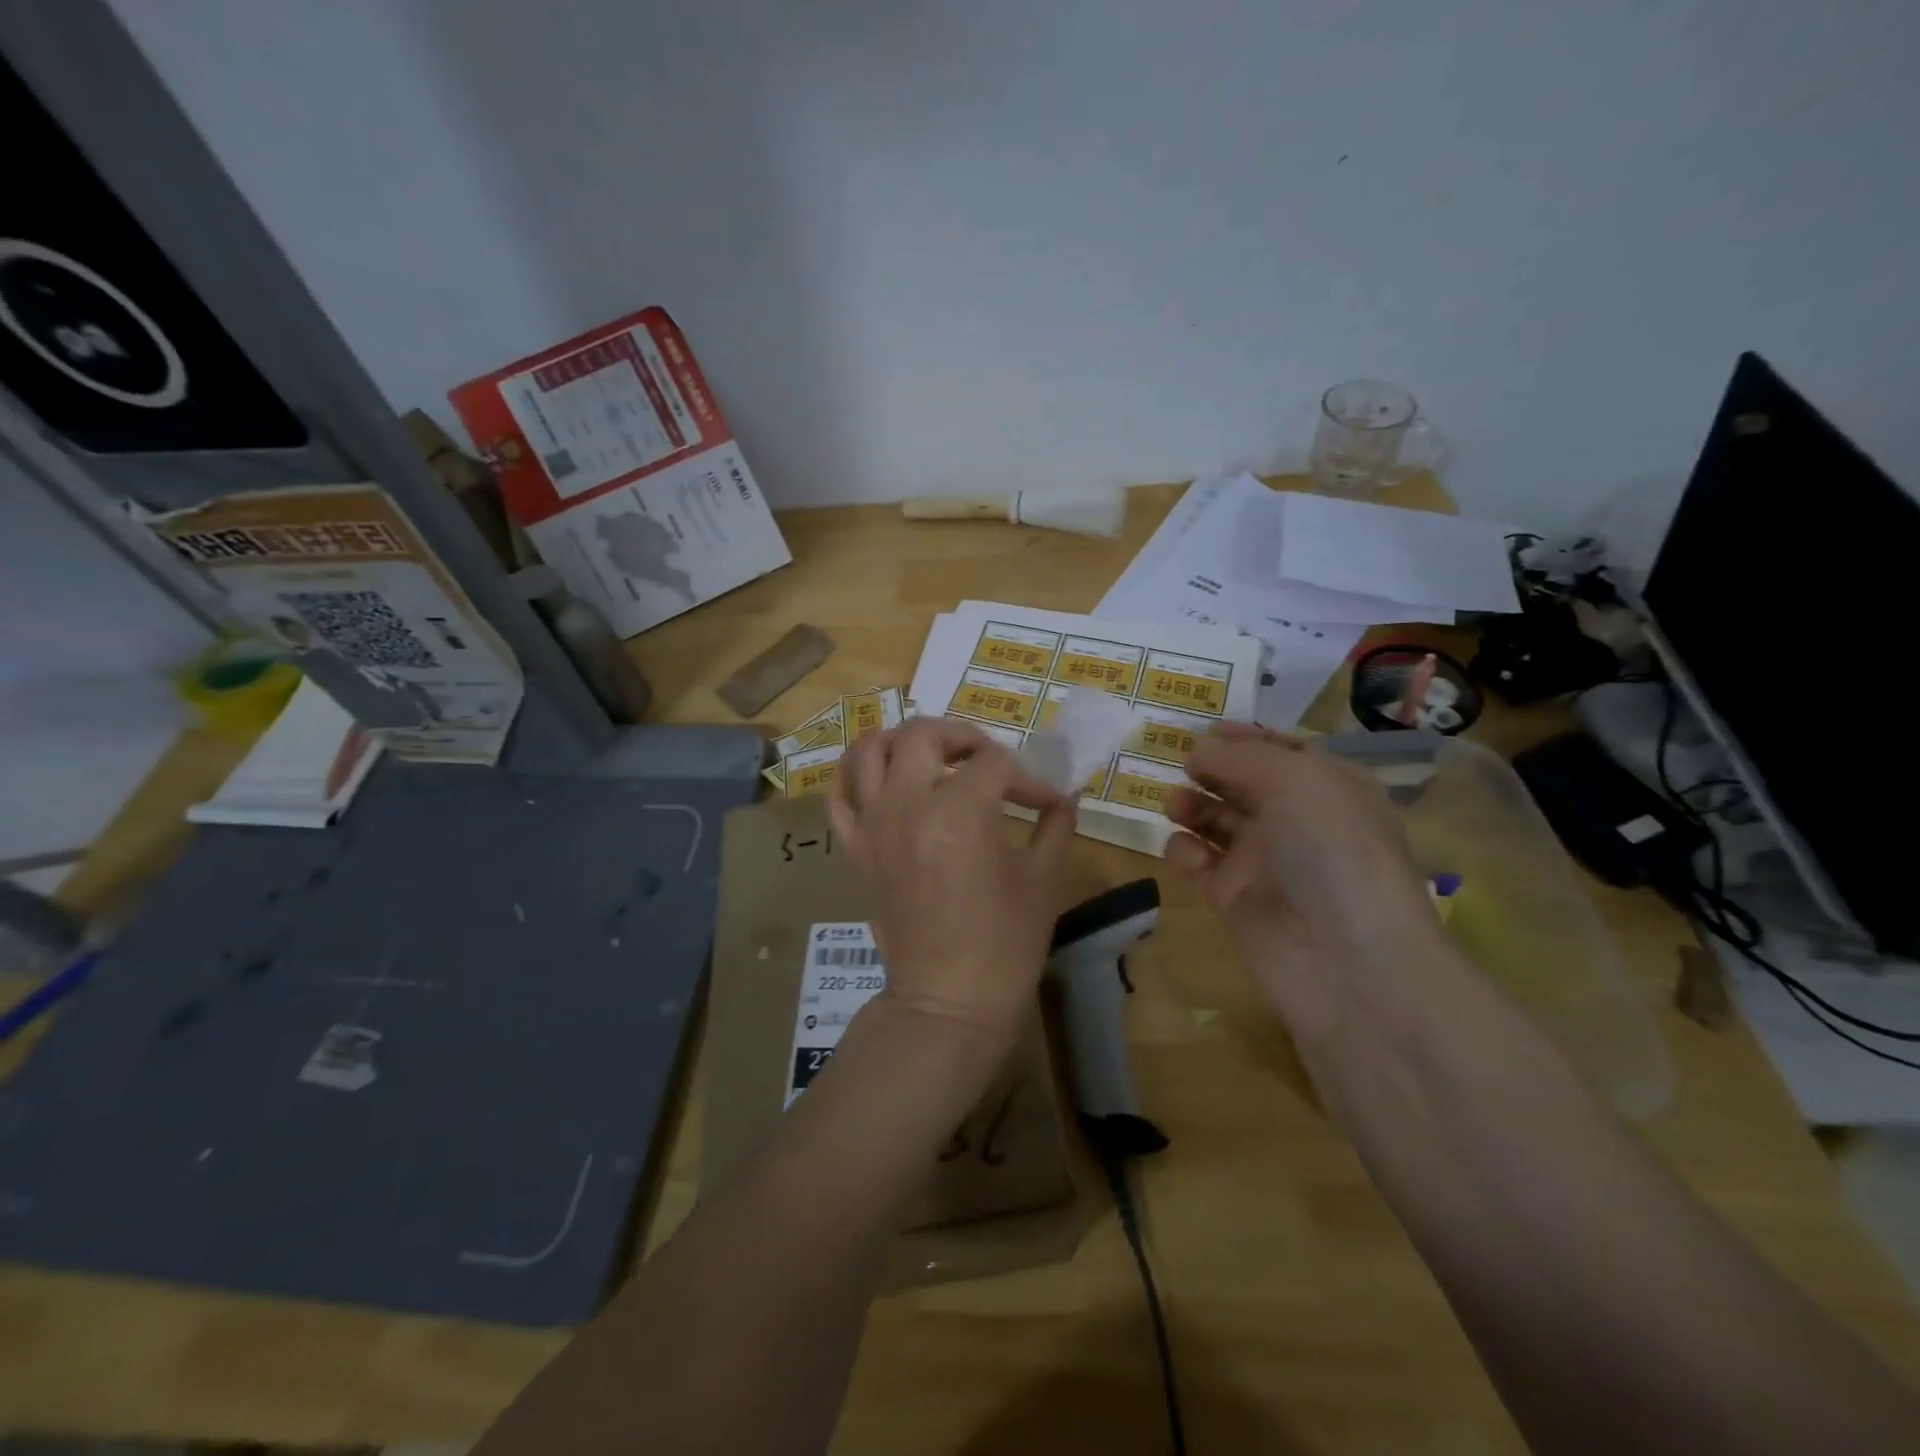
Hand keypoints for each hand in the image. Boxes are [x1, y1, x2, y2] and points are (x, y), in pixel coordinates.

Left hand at [828, 718, 1076, 1047]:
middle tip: (986, 760)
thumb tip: (1064, 798)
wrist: (949, 1001)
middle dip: (962, 737)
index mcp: (960, 810)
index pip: (995, 763)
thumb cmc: (1005, 944)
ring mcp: (873, 824)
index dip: (1028, 778)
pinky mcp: (856, 849)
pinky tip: (884, 782)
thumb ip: (1055, 826)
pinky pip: (840, 796)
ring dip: (902, 742)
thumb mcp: (1043, 879)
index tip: (1046, 802)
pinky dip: (856, 777)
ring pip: (868, 750)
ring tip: (931, 758)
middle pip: (924, 734)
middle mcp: (907, 804)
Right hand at [1164, 724, 1444, 1035]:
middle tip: (1179, 766)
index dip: (1240, 738)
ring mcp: (1264, 861)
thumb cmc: (1331, 851)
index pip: (1278, 750)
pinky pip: (1200, 864)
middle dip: (1209, 770)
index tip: (1200, 732)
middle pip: (1240, 782)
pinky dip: (1185, 851)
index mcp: (1326, 786)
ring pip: (1215, 820)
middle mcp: (1296, 820)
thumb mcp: (1294, 780)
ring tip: (1175, 805)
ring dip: (1191, 805)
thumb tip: (1196, 752)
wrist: (1346, 960)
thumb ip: (1238, 758)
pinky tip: (1184, 850)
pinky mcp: (1235, 898)